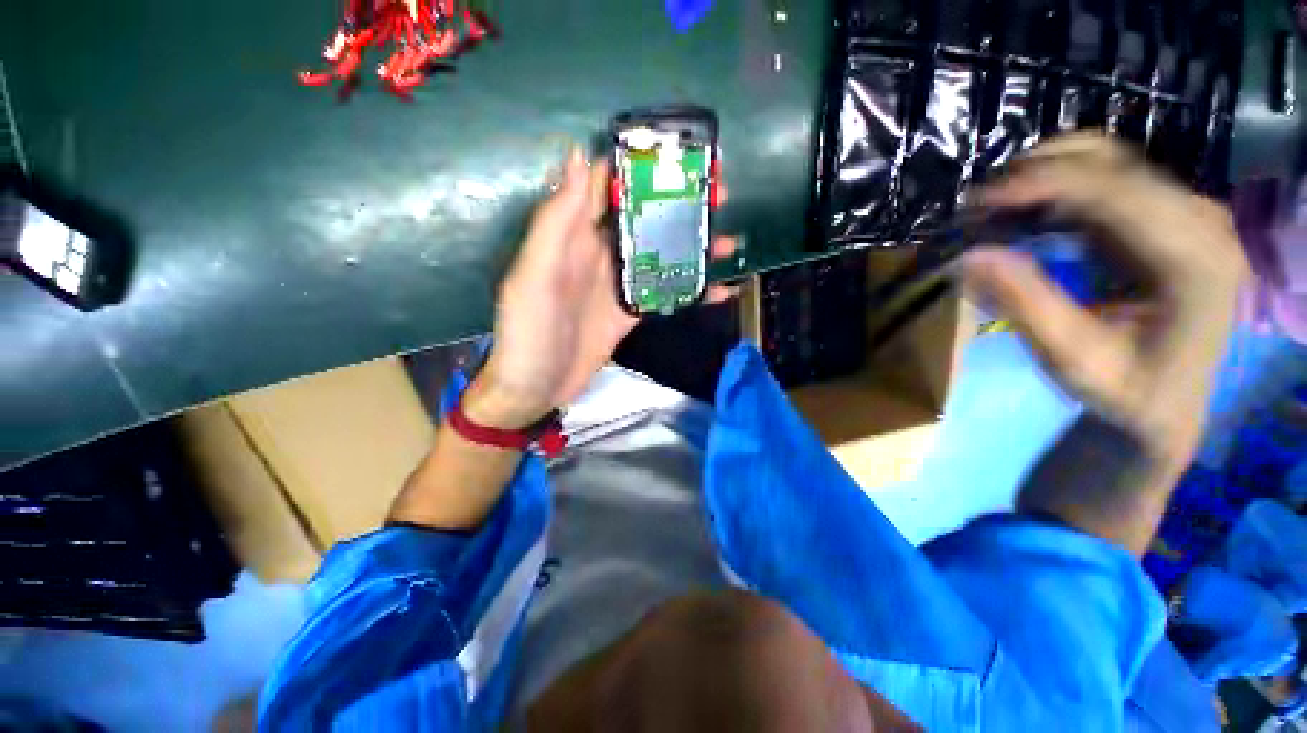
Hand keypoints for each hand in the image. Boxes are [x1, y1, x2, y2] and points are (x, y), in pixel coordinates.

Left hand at [465, 147, 734, 428]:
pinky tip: (719, 289)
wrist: (537, 388)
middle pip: (641, 219)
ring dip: (691, 246)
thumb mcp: (535, 275)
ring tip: (727, 239)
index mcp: (572, 236)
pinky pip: (664, 293)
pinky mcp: (630, 312)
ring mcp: (617, 284)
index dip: (636, 165)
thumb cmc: (529, 332)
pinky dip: (690, 290)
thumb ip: (557, 222)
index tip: (676, 151)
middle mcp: (598, 253)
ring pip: (659, 254)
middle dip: (677, 204)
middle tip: (718, 195)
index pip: (604, 186)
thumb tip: (578, 155)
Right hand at [963, 134, 1246, 469]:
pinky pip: (1107, 178)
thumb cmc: (1129, 391)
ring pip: (1108, 160)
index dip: (1042, 184)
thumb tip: (968, 257)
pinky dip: (1060, 186)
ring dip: (1045, 175)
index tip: (977, 202)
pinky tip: (1029, 211)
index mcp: (1194, 258)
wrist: (1171, 401)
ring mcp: (1187, 212)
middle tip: (977, 209)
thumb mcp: (1072, 359)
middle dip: (1036, 175)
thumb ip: (1025, 304)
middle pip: (1111, 164)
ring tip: (996, 208)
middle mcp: (1200, 220)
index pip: (1115, 192)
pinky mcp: (1166, 215)